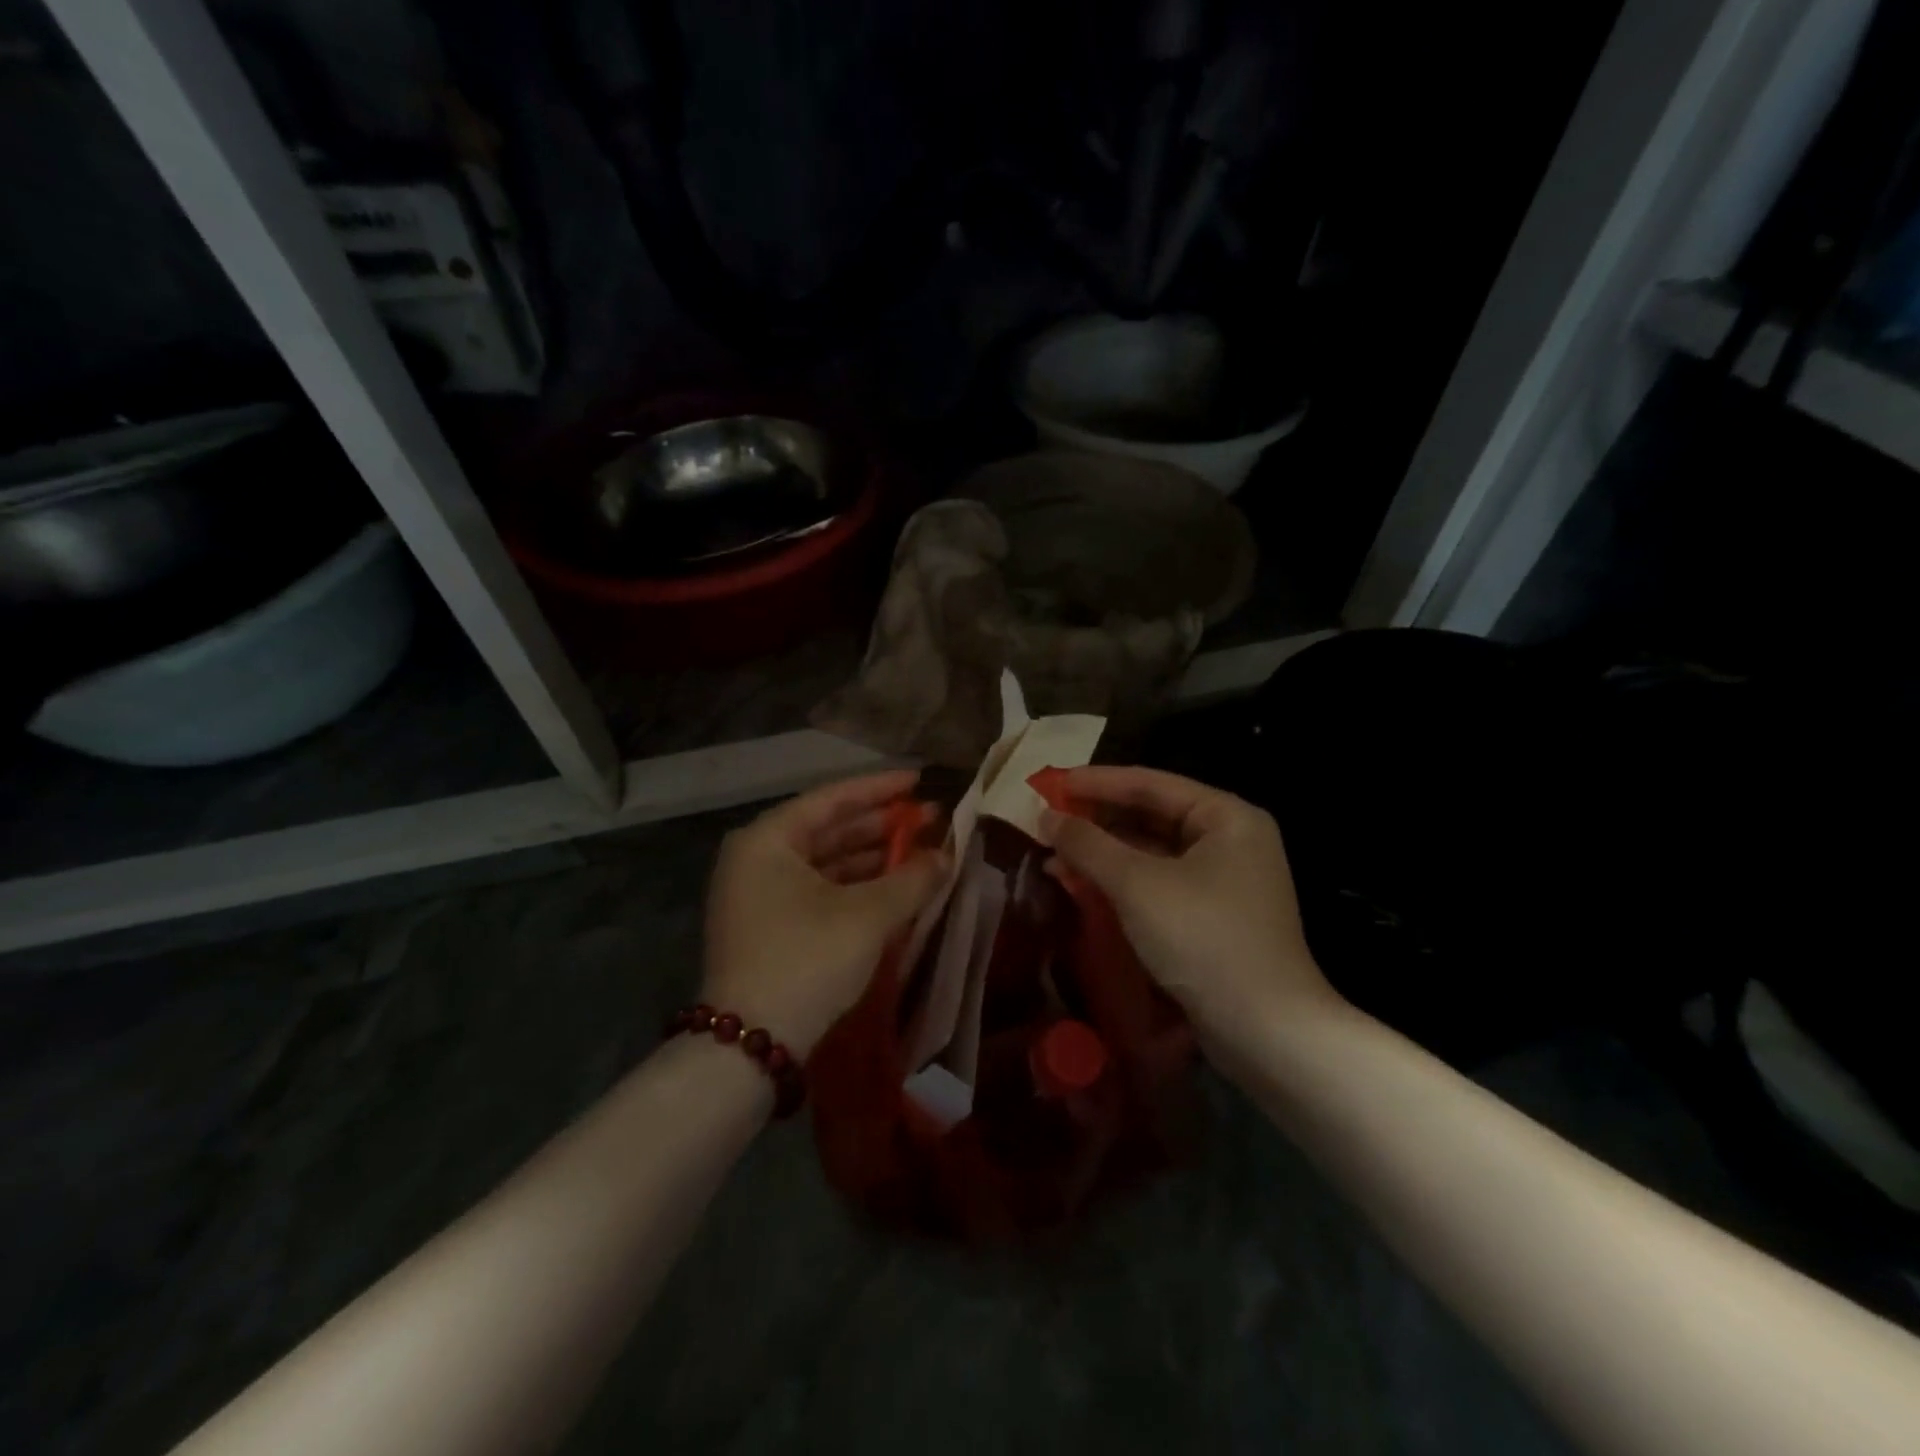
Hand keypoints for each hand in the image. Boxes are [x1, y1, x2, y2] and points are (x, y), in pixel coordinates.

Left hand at [703, 771, 947, 1057]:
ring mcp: (759, 895)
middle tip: (930, 819)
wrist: (750, 1046)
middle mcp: (757, 859)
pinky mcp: (768, 927)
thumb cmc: (807, 959)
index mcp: (768, 839)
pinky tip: (893, 889)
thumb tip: (947, 857)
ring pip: (825, 863)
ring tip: (920, 854)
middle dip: (881, 826)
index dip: (881, 789)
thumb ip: (912, 879)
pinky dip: (856, 888)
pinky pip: (819, 891)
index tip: (920, 781)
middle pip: (828, 829)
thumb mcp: (868, 915)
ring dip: (873, 859)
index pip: (832, 798)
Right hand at [1040, 767, 1343, 1049]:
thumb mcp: (1138, 885)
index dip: (1096, 782)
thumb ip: (1088, 844)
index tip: (1049, 785)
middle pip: (1151, 816)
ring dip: (1103, 854)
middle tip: (1048, 822)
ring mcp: (1224, 881)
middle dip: (1097, 821)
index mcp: (1226, 817)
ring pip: (1152, 853)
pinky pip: (1158, 883)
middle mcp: (1230, 841)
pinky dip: (1121, 882)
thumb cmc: (1204, 939)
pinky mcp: (1213, 917)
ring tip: (1054, 855)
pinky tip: (1083, 885)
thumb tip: (1046, 817)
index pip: (1150, 784)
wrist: (1266, 1032)